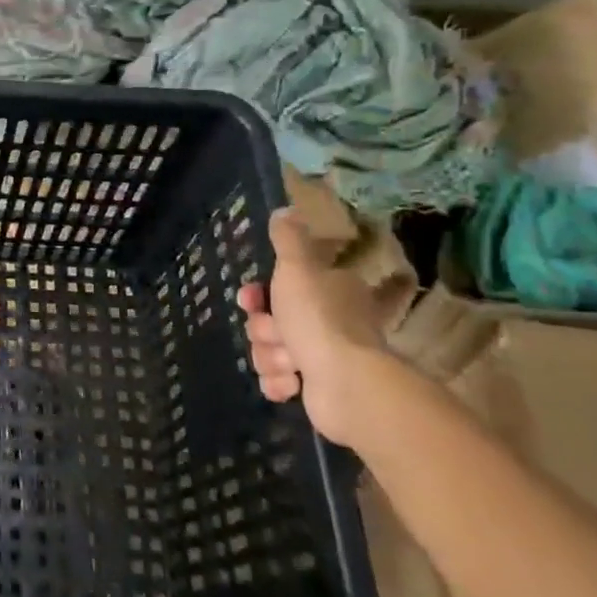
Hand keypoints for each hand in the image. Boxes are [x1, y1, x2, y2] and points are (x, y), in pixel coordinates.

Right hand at [237, 208, 387, 444]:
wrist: (347, 385)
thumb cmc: (319, 320)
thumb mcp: (298, 268)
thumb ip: (289, 239)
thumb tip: (287, 208)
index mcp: (331, 290)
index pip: (282, 285)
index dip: (258, 294)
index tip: (249, 299)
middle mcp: (330, 320)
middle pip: (271, 320)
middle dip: (264, 330)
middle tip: (275, 334)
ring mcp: (325, 356)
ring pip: (270, 350)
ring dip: (270, 357)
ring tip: (289, 365)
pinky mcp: (318, 388)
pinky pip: (280, 380)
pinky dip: (280, 382)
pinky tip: (290, 385)